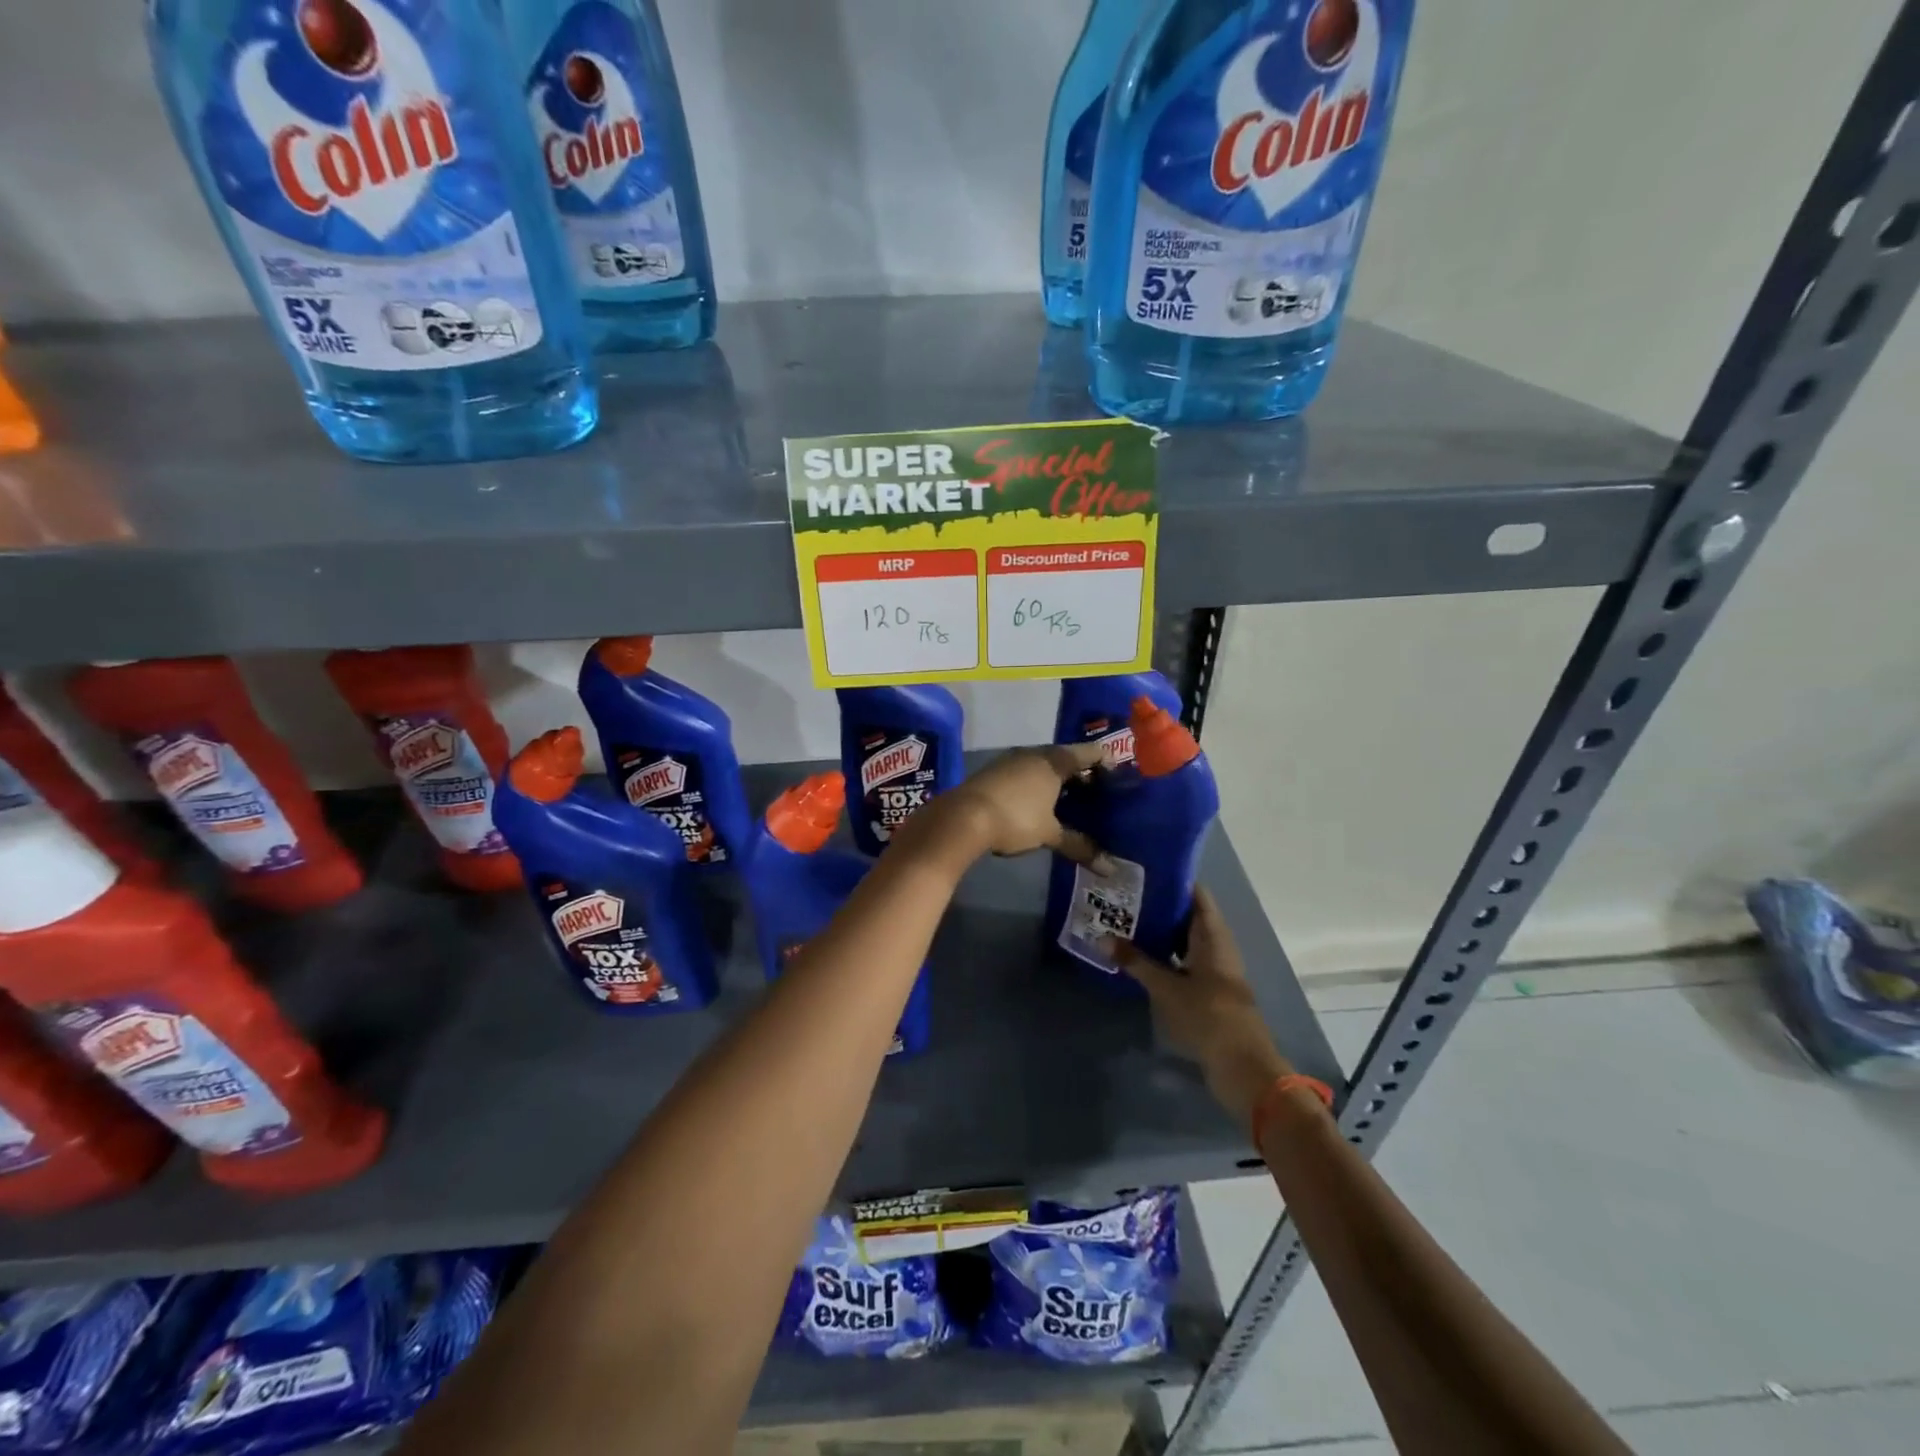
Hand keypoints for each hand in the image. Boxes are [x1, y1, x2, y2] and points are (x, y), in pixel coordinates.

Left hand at [914, 743, 1106, 862]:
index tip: (1119, 782)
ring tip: (1074, 805)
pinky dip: (1039, 787)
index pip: (1090, 752)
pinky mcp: (995, 773)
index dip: (1108, 764)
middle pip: (1067, 758)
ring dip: (1059, 782)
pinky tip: (1042, 807)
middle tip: (1100, 798)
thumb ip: (1079, 846)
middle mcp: (1034, 753)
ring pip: (1045, 767)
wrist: (961, 817)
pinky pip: (1027, 775)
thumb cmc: (1014, 818)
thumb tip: (1109, 867)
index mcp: (1054, 760)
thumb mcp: (1049, 834)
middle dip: (1083, 776)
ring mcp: (1012, 761)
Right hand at [1110, 888, 1293, 1130]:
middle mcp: (1217, 946)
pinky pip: (1185, 962)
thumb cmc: (1208, 1016)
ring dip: (1161, 933)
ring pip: (1186, 941)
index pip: (1196, 894)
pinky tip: (1141, 958)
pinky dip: (1166, 956)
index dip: (1173, 880)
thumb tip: (1102, 938)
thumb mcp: (1166, 988)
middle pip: (1189, 916)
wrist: (1244, 1068)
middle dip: (1159, 906)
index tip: (1142, 871)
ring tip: (1125, 922)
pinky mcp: (1211, 991)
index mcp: (1213, 936)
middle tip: (1124, 897)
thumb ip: (1136, 962)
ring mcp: (1216, 970)